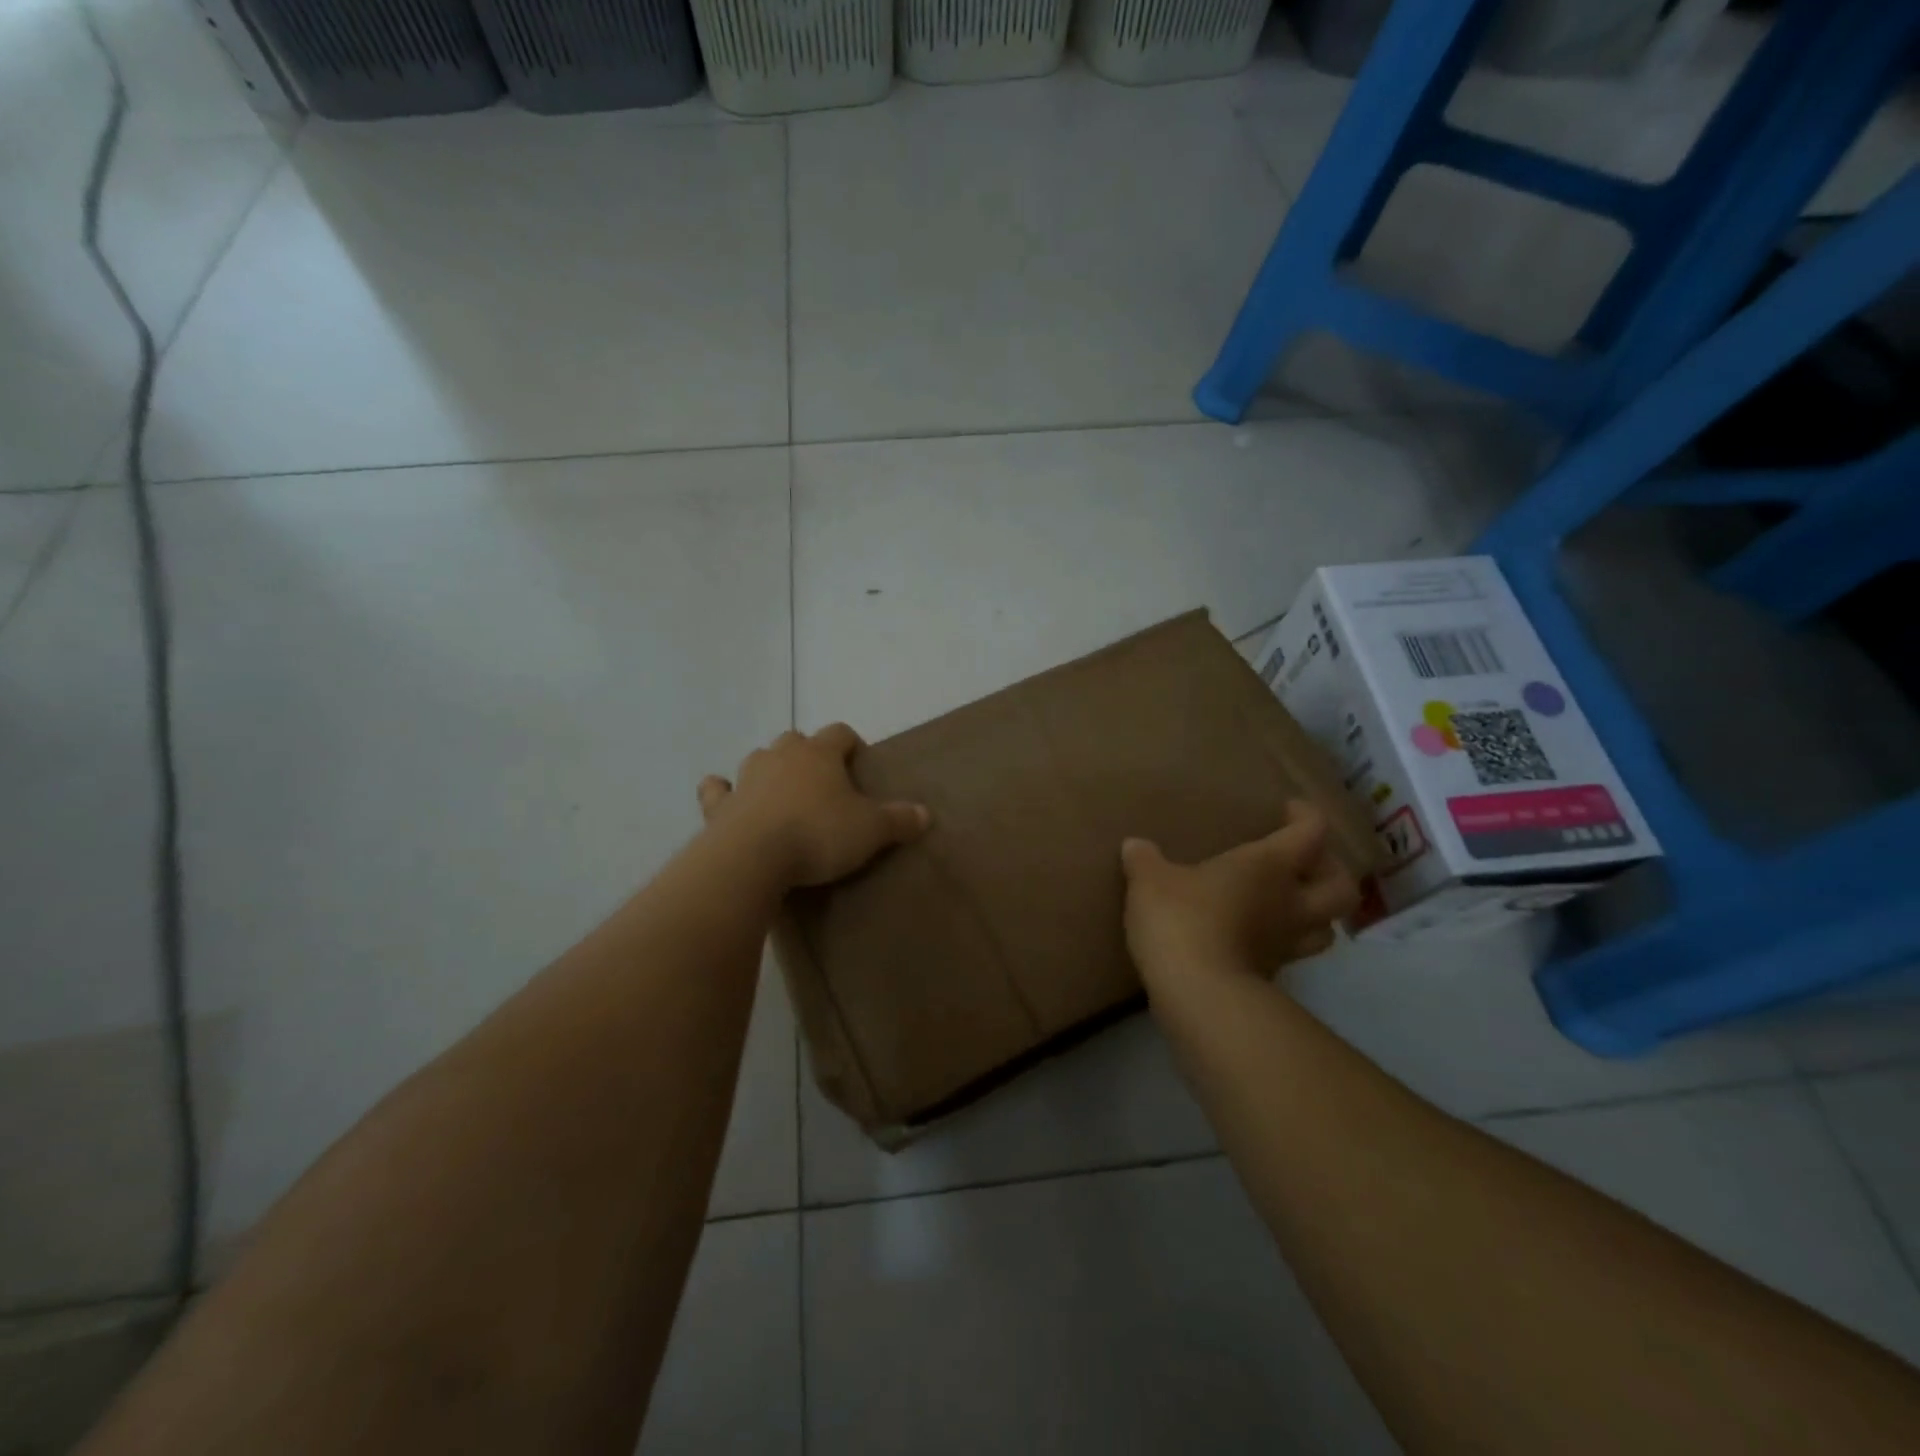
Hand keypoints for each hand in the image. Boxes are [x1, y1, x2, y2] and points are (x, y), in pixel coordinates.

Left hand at [698, 724, 929, 889]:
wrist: (753, 857)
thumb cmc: (818, 834)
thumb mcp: (870, 831)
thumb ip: (899, 820)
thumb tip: (925, 813)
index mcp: (819, 754)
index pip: (840, 732)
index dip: (851, 744)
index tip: (859, 762)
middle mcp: (781, 756)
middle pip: (796, 740)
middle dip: (808, 754)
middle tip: (822, 783)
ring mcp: (746, 777)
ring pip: (759, 758)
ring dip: (770, 769)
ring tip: (782, 792)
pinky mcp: (720, 804)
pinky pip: (717, 788)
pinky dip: (722, 791)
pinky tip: (726, 797)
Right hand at [1120, 802, 1359, 991]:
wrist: (1196, 991)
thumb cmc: (1181, 918)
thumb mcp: (1150, 881)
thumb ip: (1144, 860)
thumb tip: (1134, 845)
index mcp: (1269, 865)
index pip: (1311, 832)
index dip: (1306, 816)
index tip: (1287, 810)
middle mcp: (1290, 902)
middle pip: (1342, 886)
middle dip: (1331, 870)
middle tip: (1303, 863)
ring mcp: (1286, 943)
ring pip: (1327, 927)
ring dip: (1317, 912)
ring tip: (1287, 903)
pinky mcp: (1271, 975)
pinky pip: (1292, 952)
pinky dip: (1282, 941)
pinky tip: (1255, 935)